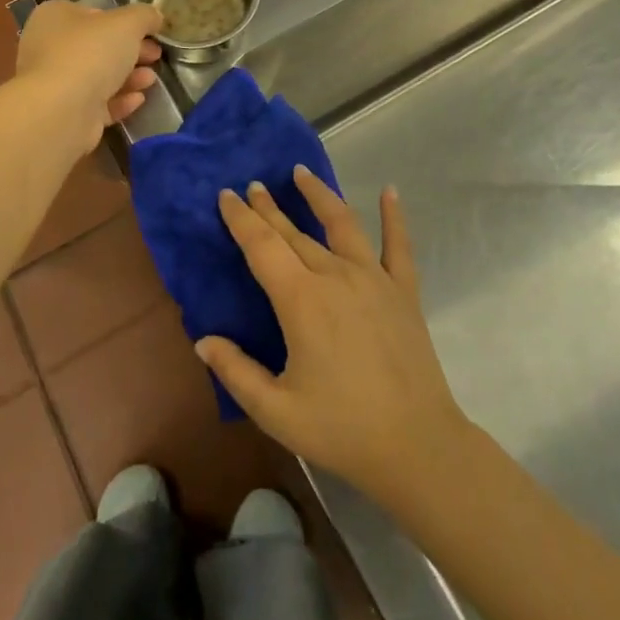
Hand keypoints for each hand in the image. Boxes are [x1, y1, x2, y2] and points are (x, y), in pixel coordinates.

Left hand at [16, 0, 163, 152]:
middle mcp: (49, 47)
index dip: (124, 21)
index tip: (150, 31)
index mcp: (55, 16)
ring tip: (151, 79)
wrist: (59, 111)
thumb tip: (154, 17)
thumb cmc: (90, 53)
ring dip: (128, 77)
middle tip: (156, 56)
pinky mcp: (64, 114)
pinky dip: (119, 100)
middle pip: (98, 46)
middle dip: (131, 51)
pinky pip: (96, 103)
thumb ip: (144, 16)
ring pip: (98, 76)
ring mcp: (55, 83)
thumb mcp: (127, 23)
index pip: (94, 13)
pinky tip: (139, 99)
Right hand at [196, 169, 473, 509]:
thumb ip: (235, 372)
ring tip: (301, 172)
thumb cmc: (341, 429)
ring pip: (342, 224)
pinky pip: (399, 245)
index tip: (227, 195)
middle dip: (269, 207)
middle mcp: (336, 275)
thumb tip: (202, 340)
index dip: (241, 219)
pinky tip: (390, 191)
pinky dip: (394, 217)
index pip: (262, 246)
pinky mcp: (404, 291)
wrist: (417, 447)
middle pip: (294, 232)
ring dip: (319, 196)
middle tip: (253, 185)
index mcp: (301, 300)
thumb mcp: (275, 410)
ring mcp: (374, 279)